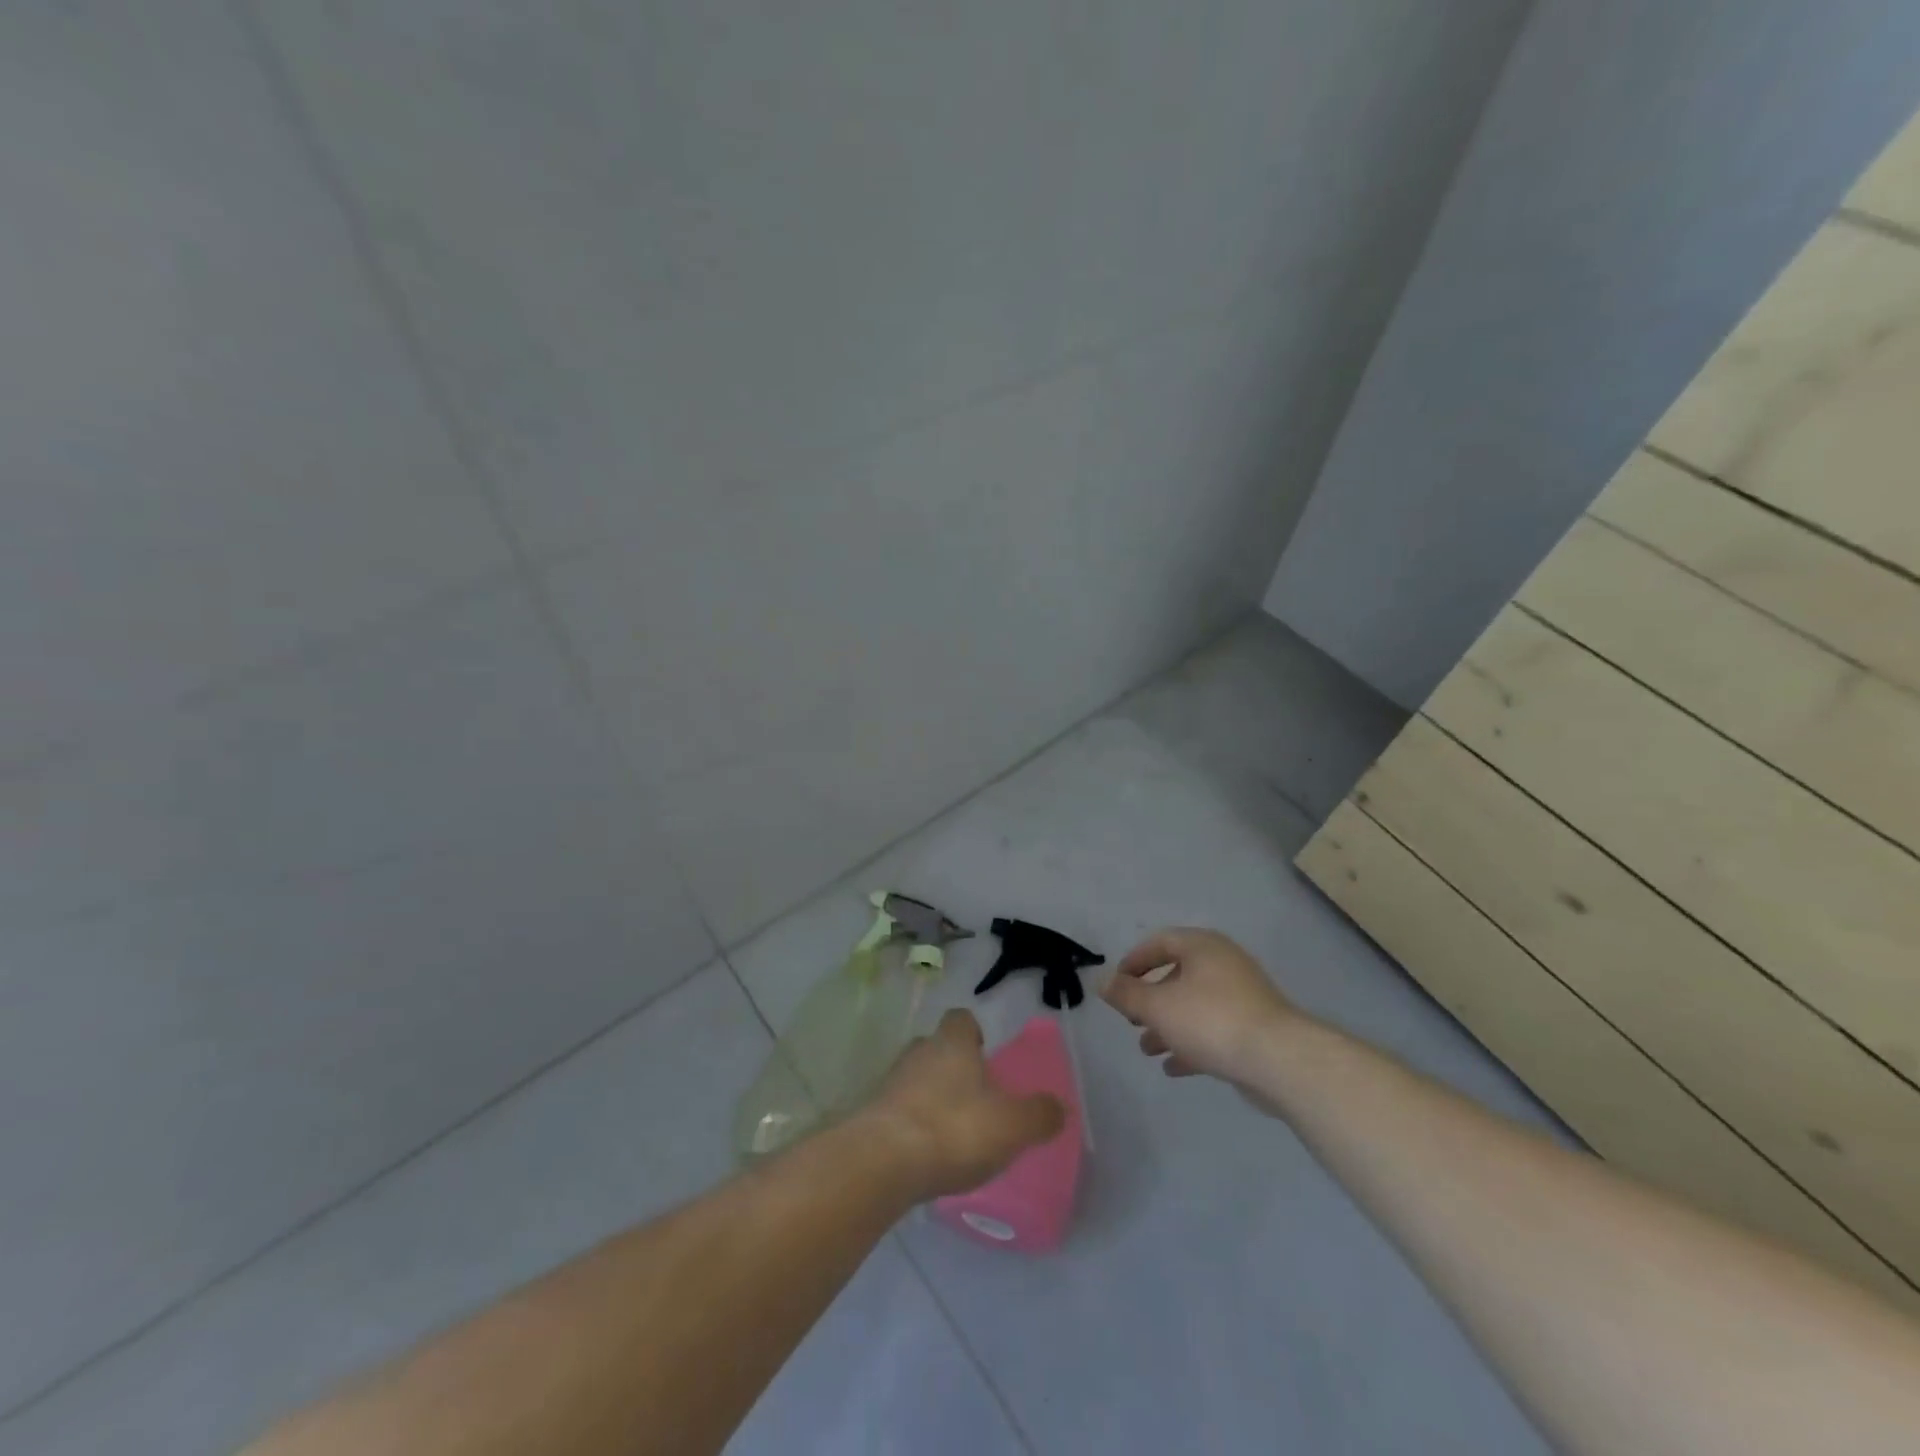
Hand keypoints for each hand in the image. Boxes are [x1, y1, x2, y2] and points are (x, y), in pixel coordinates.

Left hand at [857, 1009, 1066, 1199]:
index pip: (961, 1018)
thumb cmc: (954, 1129)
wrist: (883, 1162)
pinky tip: (926, 1153)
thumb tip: (1059, 1108)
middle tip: (973, 1096)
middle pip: (936, 1047)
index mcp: (952, 1043)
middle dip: (952, 1066)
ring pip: (915, 1078)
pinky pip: (898, 1110)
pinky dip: (913, 1124)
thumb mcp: (1012, 1125)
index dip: (974, 1032)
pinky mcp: (872, 1116)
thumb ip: (1039, 1115)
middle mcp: (918, 1052)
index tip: (985, 1053)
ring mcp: (890, 1082)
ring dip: (930, 1096)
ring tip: (951, 1130)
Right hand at [1103, 928, 1301, 1086]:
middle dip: (1150, 1000)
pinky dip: (1191, 1043)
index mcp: (1202, 947)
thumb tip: (1103, 982)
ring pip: (1195, 1006)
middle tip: (1132, 1020)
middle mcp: (1224, 964)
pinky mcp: (1254, 1028)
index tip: (1117, 985)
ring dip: (1168, 1026)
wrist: (1279, 1060)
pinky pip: (1214, 1029)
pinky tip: (1174, 1067)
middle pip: (1177, 975)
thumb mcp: (1157, 1006)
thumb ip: (1127, 994)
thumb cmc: (1210, 1020)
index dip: (1134, 962)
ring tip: (1147, 1050)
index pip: (1160, 942)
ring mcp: (1242, 997)